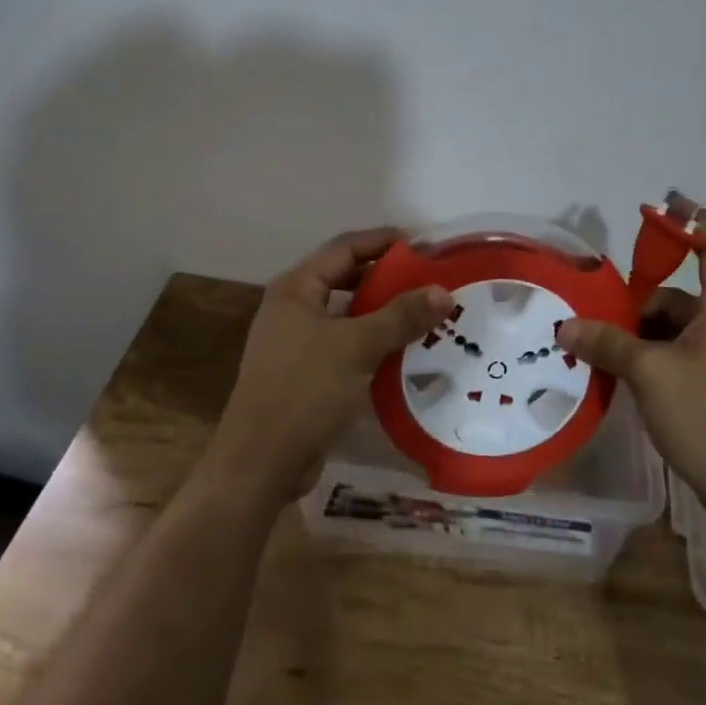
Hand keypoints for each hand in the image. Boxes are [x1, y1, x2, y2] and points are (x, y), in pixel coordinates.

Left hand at [201, 227, 451, 507]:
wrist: (261, 463)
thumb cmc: (305, 391)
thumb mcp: (356, 347)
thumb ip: (400, 317)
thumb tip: (444, 291)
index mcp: (296, 289)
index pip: (345, 248)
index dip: (383, 241)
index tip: (424, 245)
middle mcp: (293, 308)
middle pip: (346, 278)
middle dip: (386, 277)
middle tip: (429, 280)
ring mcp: (297, 342)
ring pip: (347, 315)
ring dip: (383, 312)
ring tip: (425, 313)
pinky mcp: (306, 373)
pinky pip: (346, 345)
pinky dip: (373, 342)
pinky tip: (404, 352)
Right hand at [556, 212, 705, 506]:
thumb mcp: (650, 373)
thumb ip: (607, 344)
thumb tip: (565, 327)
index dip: (691, 222)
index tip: (665, 202)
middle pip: (680, 296)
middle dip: (638, 302)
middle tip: (595, 312)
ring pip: (674, 331)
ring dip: (639, 335)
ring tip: (598, 349)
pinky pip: (678, 357)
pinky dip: (650, 358)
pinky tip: (620, 376)